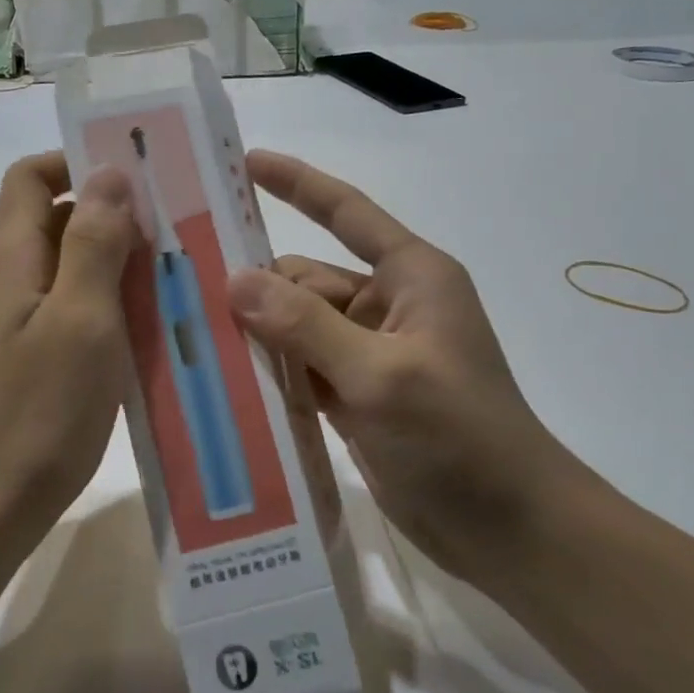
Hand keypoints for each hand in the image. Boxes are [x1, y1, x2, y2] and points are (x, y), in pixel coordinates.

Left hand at [0, 153, 137, 615]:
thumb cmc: (36, 412)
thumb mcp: (80, 320)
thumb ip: (93, 242)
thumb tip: (107, 171)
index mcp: (9, 256)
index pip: (31, 175)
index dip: (76, 160)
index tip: (137, 173)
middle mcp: (4, 280)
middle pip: (54, 219)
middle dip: (112, 215)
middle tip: (176, 229)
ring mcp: (11, 323)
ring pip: (67, 269)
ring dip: (115, 265)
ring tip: (176, 275)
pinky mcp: (23, 360)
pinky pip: (68, 312)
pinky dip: (106, 307)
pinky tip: (149, 329)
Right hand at [227, 151, 596, 585]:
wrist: (509, 530)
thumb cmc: (459, 437)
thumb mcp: (380, 374)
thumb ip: (305, 325)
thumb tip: (235, 279)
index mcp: (410, 277)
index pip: (346, 213)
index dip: (297, 183)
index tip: (245, 162)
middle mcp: (387, 305)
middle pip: (306, 278)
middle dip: (256, 283)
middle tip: (184, 286)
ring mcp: (369, 354)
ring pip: (297, 326)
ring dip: (257, 332)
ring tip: (189, 332)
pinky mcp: (355, 396)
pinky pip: (300, 368)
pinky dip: (269, 371)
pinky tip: (222, 377)